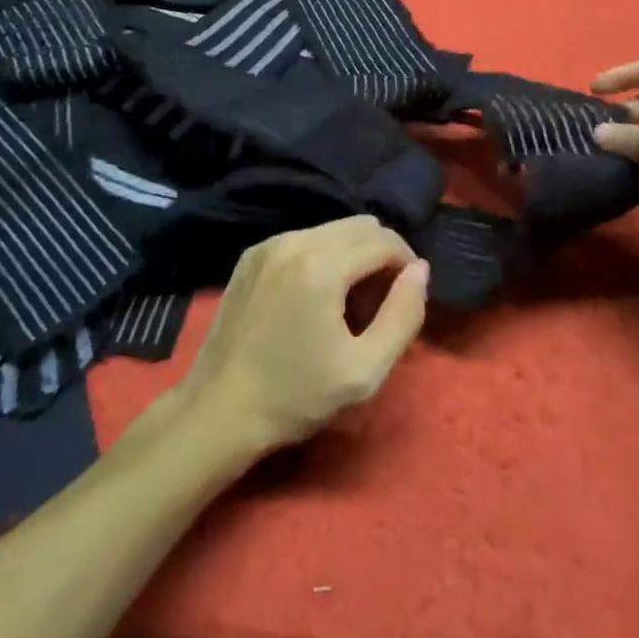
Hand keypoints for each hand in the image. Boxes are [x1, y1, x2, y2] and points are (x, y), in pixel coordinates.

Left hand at [177, 214, 429, 457]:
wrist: (218, 411)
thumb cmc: (295, 396)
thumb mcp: (364, 371)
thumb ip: (403, 315)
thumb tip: (420, 270)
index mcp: (323, 264)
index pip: (385, 240)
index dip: (406, 264)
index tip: (406, 298)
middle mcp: (296, 239)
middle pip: (360, 225)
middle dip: (381, 255)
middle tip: (379, 302)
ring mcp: (269, 244)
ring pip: (332, 229)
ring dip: (352, 254)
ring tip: (347, 302)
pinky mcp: (252, 254)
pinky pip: (304, 239)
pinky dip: (322, 257)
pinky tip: (313, 298)